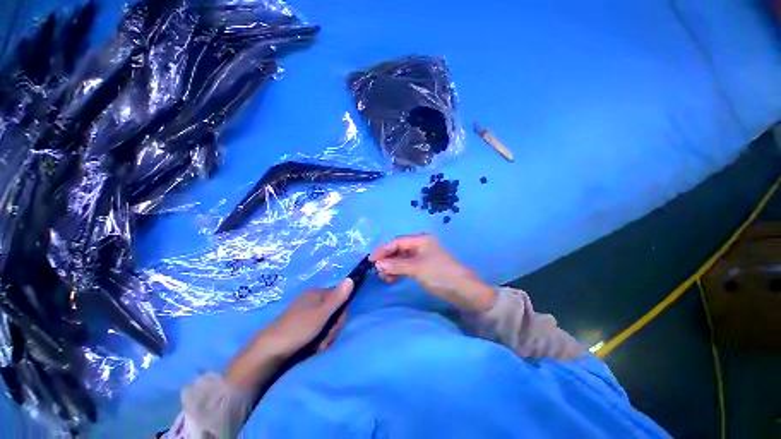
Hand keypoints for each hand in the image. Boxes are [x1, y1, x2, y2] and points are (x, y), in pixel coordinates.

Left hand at [259, 279, 353, 358]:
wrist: (268, 351)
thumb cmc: (298, 329)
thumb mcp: (322, 314)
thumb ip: (338, 298)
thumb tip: (351, 278)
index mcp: (317, 293)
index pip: (341, 299)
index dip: (341, 314)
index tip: (334, 325)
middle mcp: (313, 300)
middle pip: (334, 313)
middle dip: (332, 328)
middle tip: (323, 338)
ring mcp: (306, 313)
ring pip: (327, 324)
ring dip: (325, 336)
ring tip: (316, 344)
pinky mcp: (301, 326)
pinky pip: (318, 330)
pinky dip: (317, 340)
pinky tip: (311, 347)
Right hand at [370, 234, 496, 312]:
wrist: (463, 290)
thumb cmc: (439, 274)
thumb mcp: (416, 268)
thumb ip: (396, 265)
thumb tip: (377, 264)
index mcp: (420, 240)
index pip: (396, 242)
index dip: (382, 250)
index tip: (370, 260)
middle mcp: (420, 245)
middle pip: (398, 249)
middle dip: (387, 260)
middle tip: (378, 271)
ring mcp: (422, 256)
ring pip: (401, 259)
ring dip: (392, 267)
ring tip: (385, 278)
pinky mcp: (423, 267)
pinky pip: (406, 266)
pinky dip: (398, 271)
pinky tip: (392, 279)